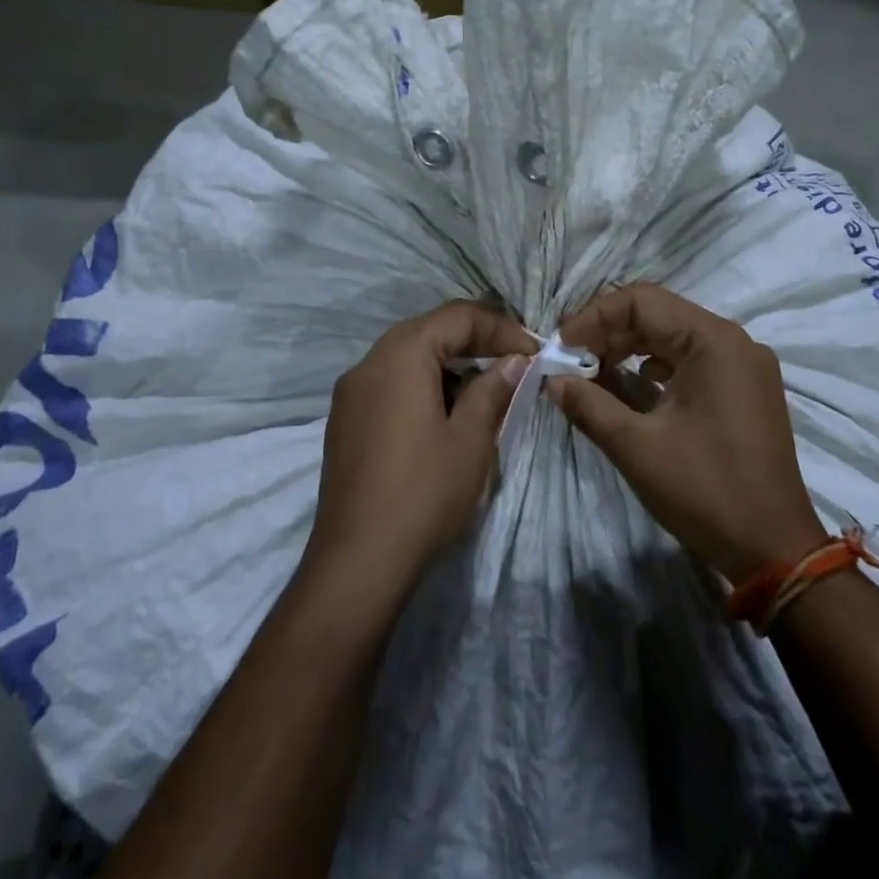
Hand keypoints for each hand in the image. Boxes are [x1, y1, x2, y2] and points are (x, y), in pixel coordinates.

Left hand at [308, 301, 534, 598]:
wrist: (357, 562)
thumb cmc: (423, 493)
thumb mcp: (471, 439)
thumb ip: (493, 389)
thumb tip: (514, 361)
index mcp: (400, 356)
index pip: (456, 316)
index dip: (500, 328)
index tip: (533, 352)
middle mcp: (368, 363)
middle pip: (429, 330)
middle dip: (475, 341)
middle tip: (515, 363)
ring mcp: (351, 393)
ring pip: (408, 356)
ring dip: (450, 364)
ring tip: (486, 390)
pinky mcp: (345, 421)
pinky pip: (390, 383)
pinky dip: (424, 384)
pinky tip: (447, 414)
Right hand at [550, 284, 823, 583]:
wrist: (774, 549)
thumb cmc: (705, 490)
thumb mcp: (637, 447)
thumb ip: (589, 404)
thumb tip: (554, 380)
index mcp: (714, 341)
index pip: (642, 301)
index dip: (594, 317)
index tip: (561, 347)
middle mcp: (734, 342)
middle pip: (660, 315)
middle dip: (610, 333)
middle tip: (571, 361)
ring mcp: (744, 366)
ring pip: (675, 338)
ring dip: (631, 350)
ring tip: (593, 374)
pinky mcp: (745, 390)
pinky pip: (693, 361)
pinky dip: (657, 369)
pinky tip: (632, 390)